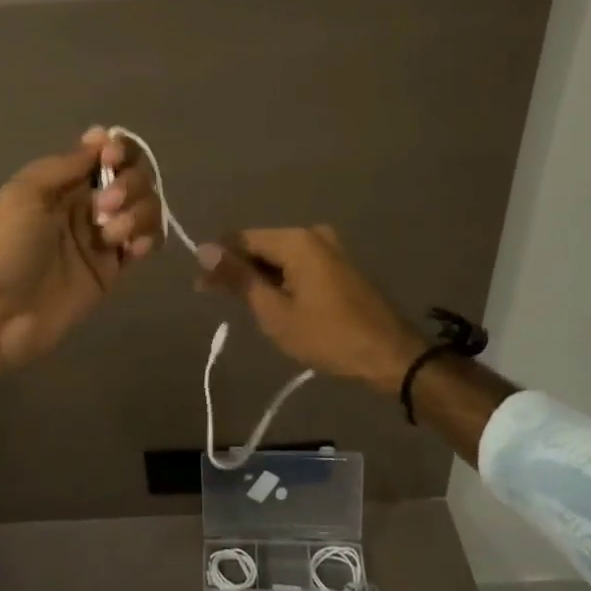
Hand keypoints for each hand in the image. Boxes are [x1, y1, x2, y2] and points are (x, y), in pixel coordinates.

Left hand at [0, 128, 165, 416]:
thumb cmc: (4, 247)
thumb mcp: (27, 192)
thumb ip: (68, 163)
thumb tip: (103, 134)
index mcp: (63, 180)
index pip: (108, 152)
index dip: (121, 150)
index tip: (113, 159)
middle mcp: (88, 203)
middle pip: (134, 177)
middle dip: (129, 184)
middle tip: (103, 208)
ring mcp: (103, 237)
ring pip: (146, 208)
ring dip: (139, 212)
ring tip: (113, 236)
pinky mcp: (113, 270)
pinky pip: (146, 242)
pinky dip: (148, 238)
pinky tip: (132, 250)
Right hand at [197, 227, 424, 396]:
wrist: (390, 356)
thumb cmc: (328, 336)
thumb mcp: (275, 312)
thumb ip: (239, 278)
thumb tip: (204, 250)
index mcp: (296, 240)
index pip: (242, 239)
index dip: (218, 259)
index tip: (199, 284)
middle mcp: (312, 234)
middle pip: (261, 245)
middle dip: (237, 268)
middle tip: (212, 296)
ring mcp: (329, 248)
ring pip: (279, 256)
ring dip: (258, 276)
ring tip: (240, 303)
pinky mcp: (338, 265)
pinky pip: (298, 264)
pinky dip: (280, 279)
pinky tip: (270, 300)